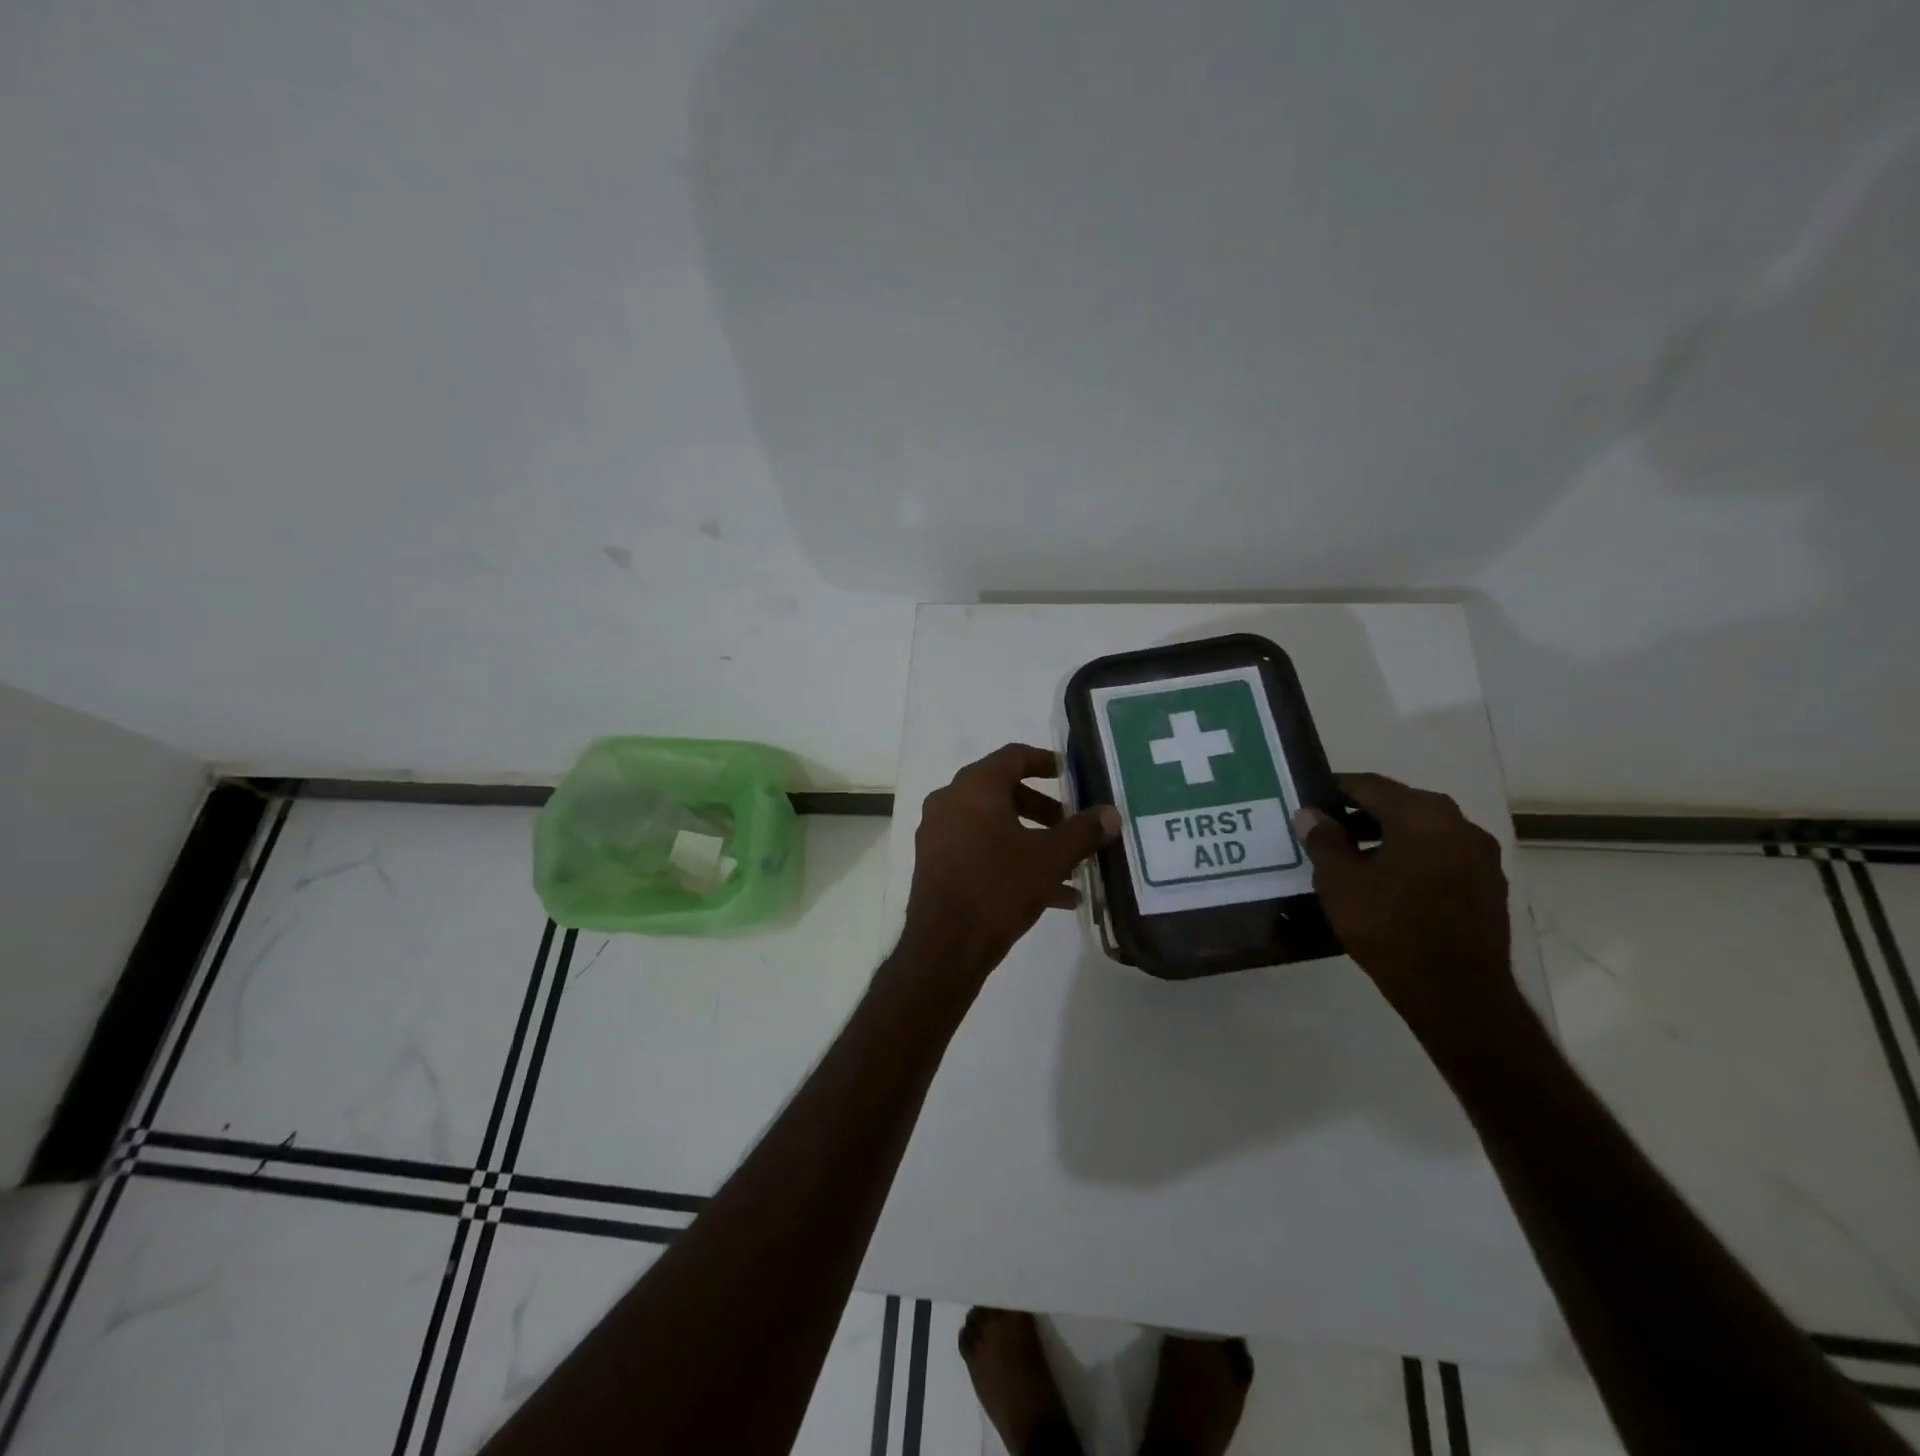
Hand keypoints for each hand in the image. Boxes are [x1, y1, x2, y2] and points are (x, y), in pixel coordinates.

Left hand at [901, 744, 1119, 987]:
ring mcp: (938, 834)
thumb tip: (1111, 814)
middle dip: (1043, 809)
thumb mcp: (1050, 858)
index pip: (1013, 756)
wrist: (945, 945)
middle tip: (1072, 826)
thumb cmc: (998, 887)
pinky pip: (979, 850)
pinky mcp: (936, 864)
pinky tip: (1051, 895)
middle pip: (1003, 792)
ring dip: (1031, 840)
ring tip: (1069, 867)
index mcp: (975, 787)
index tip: (1071, 775)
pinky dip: (1011, 861)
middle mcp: (950, 801)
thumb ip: (1083, 832)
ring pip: (993, 825)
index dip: (1045, 761)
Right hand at [1295, 773, 1524, 1046]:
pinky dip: (1413, 860)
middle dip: (1362, 814)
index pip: (1370, 785)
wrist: (1456, 993)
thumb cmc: (1389, 926)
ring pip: (1424, 833)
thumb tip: (1311, 814)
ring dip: (1388, 838)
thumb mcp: (1339, 881)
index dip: (1336, 789)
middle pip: (1401, 806)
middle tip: (1327, 829)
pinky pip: (1441, 858)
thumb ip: (1323, 840)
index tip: (1310, 798)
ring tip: (1353, 859)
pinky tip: (1389, 884)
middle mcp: (1460, 824)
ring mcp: (1481, 857)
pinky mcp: (1489, 888)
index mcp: (1422, 814)